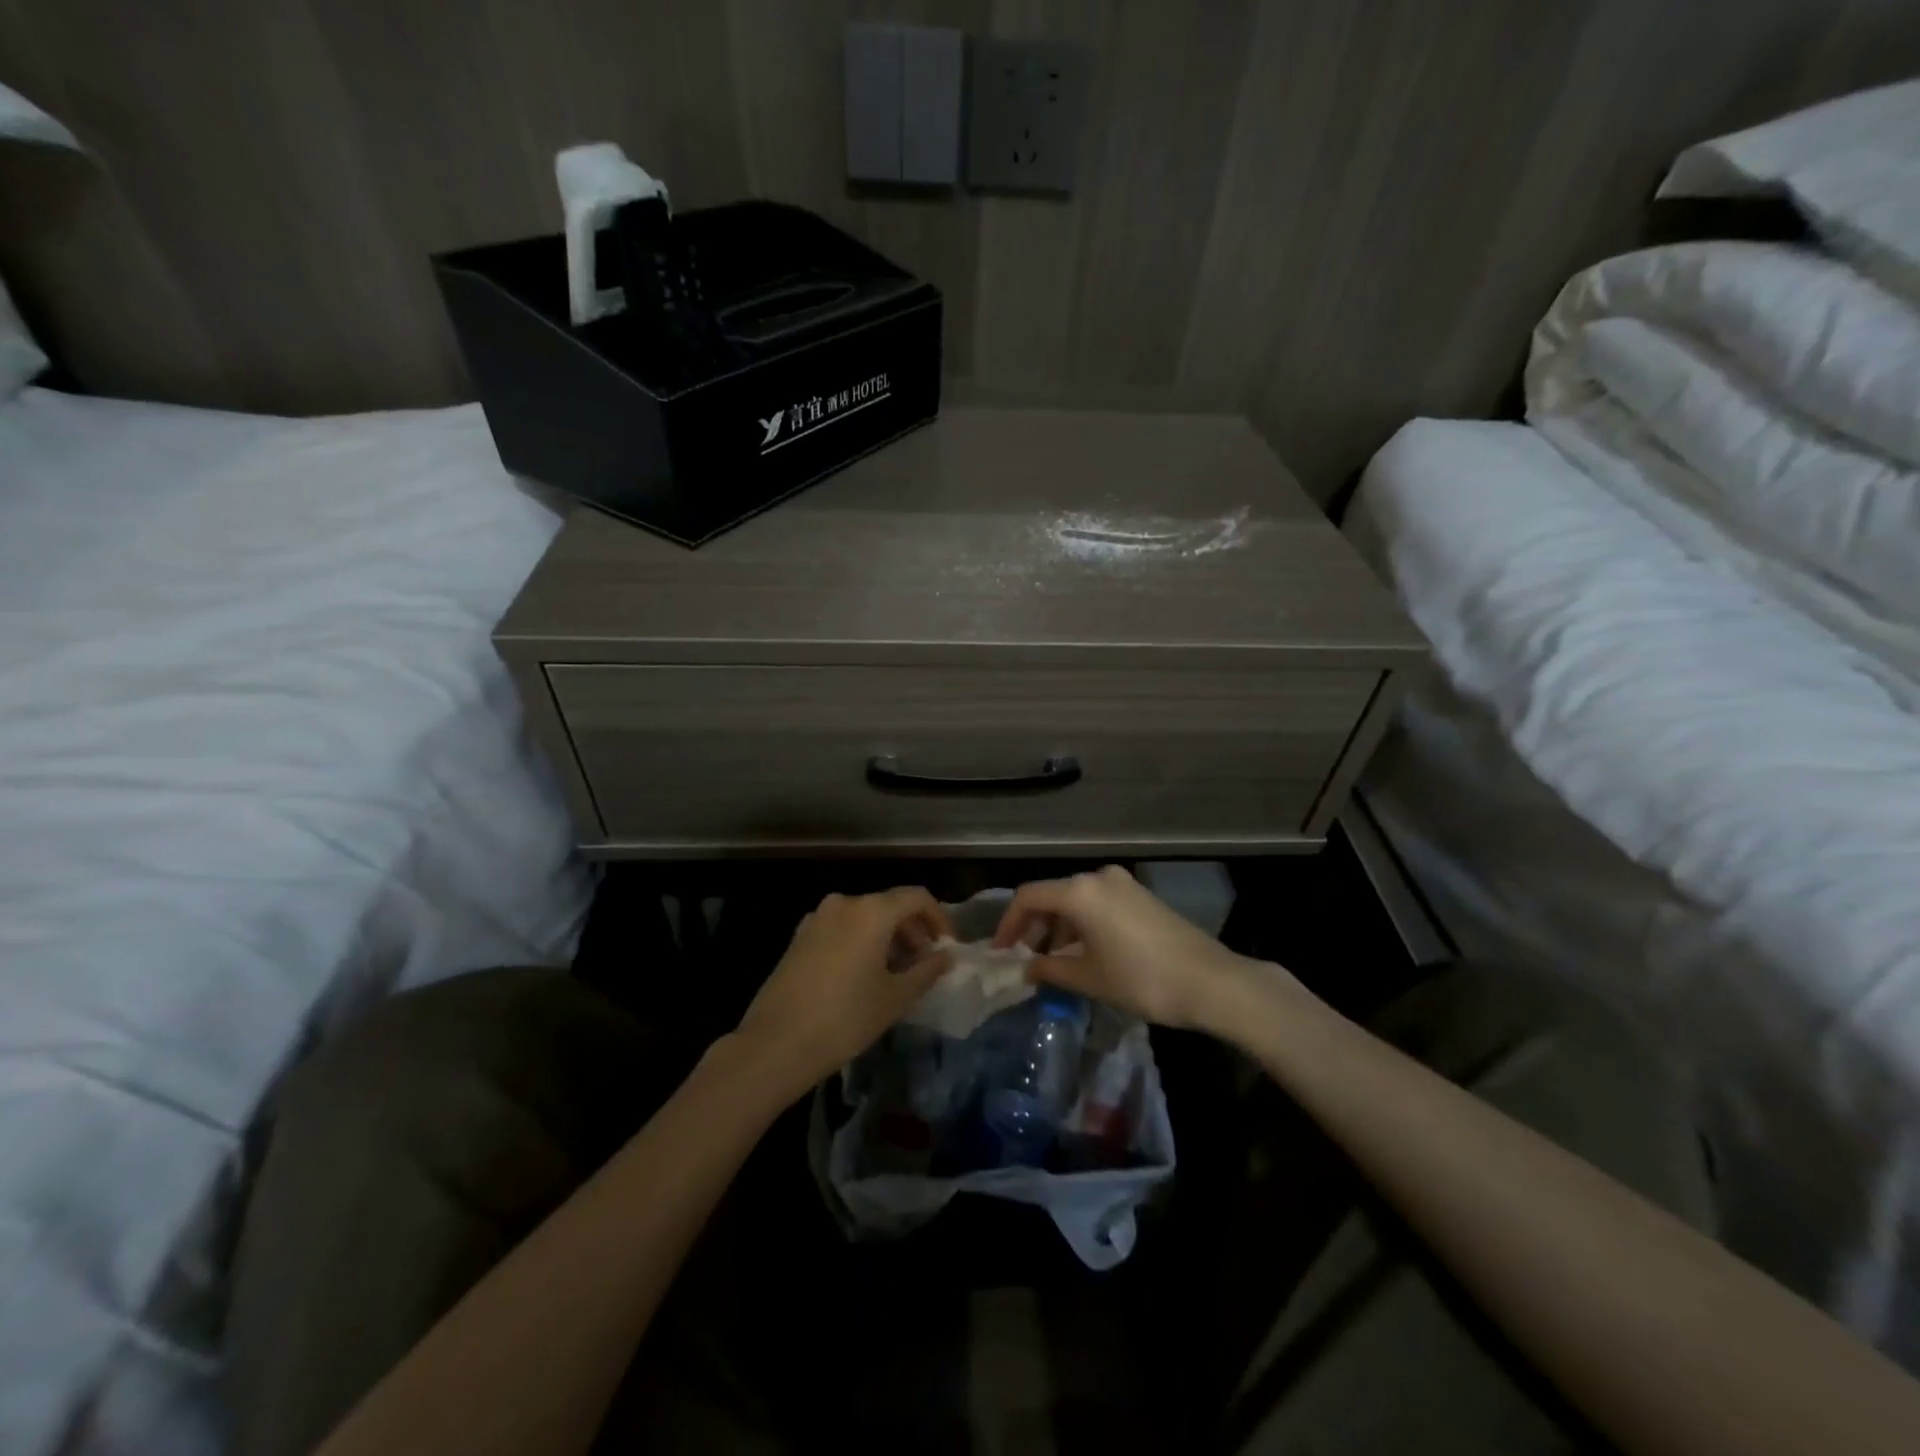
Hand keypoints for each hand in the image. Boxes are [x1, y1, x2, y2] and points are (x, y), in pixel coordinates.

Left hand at [733, 888, 952, 1100]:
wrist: (775, 1043)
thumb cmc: (845, 1018)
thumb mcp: (895, 998)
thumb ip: (926, 971)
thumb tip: (944, 957)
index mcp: (872, 911)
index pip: (917, 897)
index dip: (938, 919)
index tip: (947, 947)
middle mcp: (844, 903)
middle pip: (889, 905)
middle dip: (912, 930)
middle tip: (924, 964)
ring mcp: (817, 918)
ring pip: (864, 917)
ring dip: (887, 937)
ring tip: (895, 973)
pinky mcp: (799, 937)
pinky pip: (842, 928)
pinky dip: (861, 941)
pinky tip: (863, 975)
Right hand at [993, 865, 1270, 1031]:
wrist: (1210, 981)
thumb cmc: (1141, 979)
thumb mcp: (1089, 978)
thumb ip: (1051, 969)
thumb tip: (1027, 968)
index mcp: (1079, 891)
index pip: (1028, 897)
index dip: (1009, 924)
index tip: (1001, 952)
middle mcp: (1098, 877)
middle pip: (1052, 895)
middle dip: (1034, 926)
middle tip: (1025, 958)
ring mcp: (1122, 883)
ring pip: (1076, 899)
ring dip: (1059, 927)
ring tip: (1054, 961)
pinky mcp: (1140, 895)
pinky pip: (1098, 903)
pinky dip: (1082, 923)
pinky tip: (1084, 952)